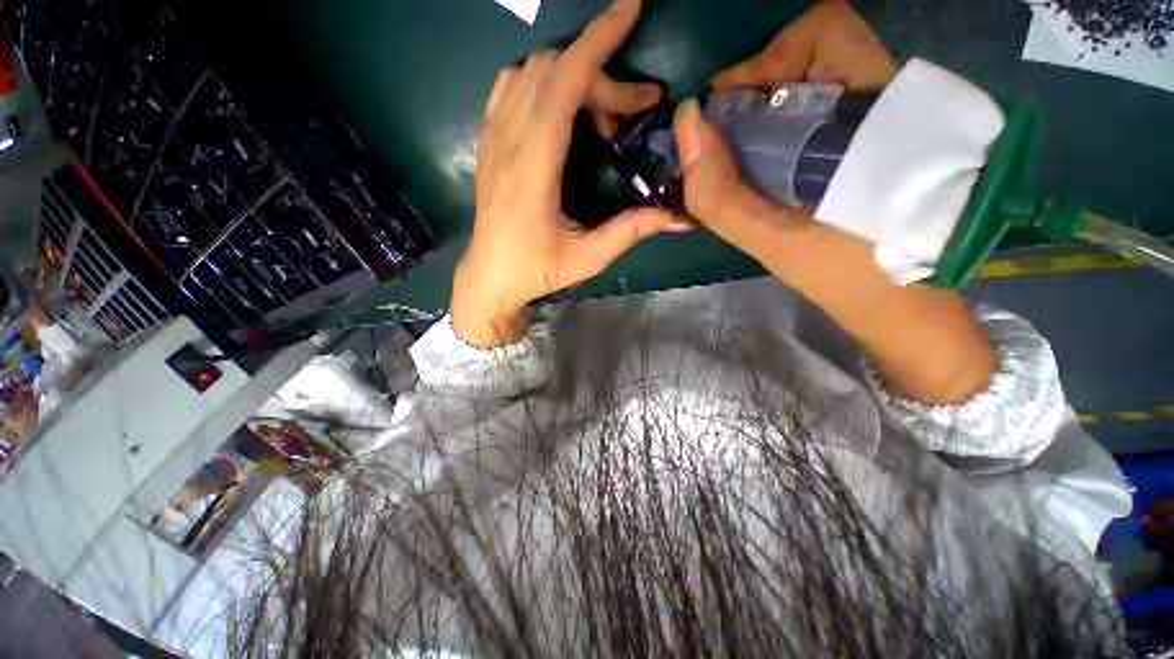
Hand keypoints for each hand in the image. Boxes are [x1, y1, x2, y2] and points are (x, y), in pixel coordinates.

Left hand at [453, 0, 680, 347]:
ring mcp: (492, 137)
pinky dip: (542, 80)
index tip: (629, 10)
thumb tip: (675, 214)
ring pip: (531, 71)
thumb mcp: (588, 258)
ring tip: (600, 114)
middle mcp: (508, 141)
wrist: (490, 276)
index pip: (562, 83)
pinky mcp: (487, 141)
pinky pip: (510, 86)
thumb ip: (630, 231)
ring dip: (574, 75)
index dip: (597, 42)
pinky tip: (562, 106)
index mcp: (533, 168)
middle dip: (602, 74)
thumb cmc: (536, 270)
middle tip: (633, 109)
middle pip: (554, 71)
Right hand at [672, 1, 896, 263]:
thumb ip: (723, 195)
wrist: (901, 303)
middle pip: (818, 49)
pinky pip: (821, 111)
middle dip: (759, 86)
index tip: (724, 111)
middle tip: (726, 135)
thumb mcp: (774, 243)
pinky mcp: (875, 144)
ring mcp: (884, 122)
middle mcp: (886, 103)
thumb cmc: (845, 276)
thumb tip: (687, 125)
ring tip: (739, 154)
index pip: (823, 32)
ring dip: (766, 109)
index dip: (764, 62)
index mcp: (875, 116)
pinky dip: (781, 127)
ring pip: (818, 80)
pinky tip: (763, 166)